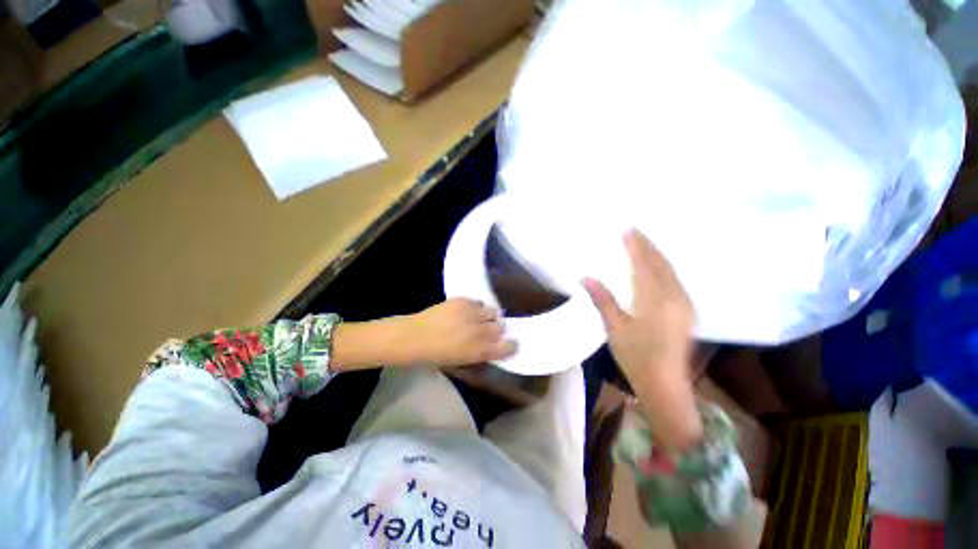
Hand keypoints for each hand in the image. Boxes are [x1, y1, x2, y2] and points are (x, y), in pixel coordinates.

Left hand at [397, 298, 516, 366]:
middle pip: (500, 327)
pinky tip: (468, 311)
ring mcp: (471, 314)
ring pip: (492, 312)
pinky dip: (476, 308)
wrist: (414, 337)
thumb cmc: (436, 355)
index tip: (512, 344)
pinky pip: (478, 303)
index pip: (506, 347)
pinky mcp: (462, 301)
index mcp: (478, 351)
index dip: (511, 346)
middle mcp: (478, 331)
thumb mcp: (462, 360)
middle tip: (489, 330)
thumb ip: (481, 352)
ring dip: (488, 317)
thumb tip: (494, 345)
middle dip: (498, 330)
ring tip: (479, 318)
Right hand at [583, 229, 693, 379]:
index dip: (636, 247)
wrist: (665, 384)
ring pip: (671, 271)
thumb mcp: (615, 329)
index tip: (628, 231)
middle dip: (648, 246)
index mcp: (654, 301)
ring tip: (645, 245)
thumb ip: (603, 300)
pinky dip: (665, 268)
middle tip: (636, 232)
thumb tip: (586, 278)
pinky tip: (658, 267)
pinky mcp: (688, 311)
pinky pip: (676, 280)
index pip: (644, 266)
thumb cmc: (636, 357)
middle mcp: (674, 298)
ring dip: (658, 256)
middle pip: (661, 264)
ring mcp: (685, 304)